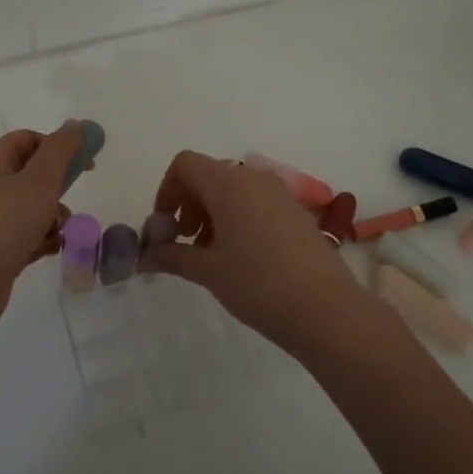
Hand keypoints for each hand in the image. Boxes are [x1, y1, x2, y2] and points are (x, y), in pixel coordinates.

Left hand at [0, 122, 81, 334]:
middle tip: (70, 197)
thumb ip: (61, 149)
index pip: (27, 139)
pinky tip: (49, 250)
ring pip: (33, 207)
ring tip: (59, 230)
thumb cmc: (6, 223)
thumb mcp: (40, 179)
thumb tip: (74, 124)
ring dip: (54, 217)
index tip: (83, 161)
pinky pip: (28, 235)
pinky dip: (42, 240)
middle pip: (33, 175)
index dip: (56, 145)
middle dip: (58, 186)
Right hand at [140, 150, 382, 352]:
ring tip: (210, 254)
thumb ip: (172, 256)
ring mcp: (280, 193)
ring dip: (212, 213)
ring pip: (233, 189)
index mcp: (228, 183)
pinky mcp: (296, 212)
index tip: (165, 226)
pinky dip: (237, 218)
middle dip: (188, 204)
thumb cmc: (257, 283)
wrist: (325, 309)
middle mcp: (254, 178)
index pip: (185, 164)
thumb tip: (146, 256)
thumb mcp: (207, 271)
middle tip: (184, 242)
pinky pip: (256, 202)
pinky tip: (239, 257)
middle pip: (209, 175)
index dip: (167, 191)